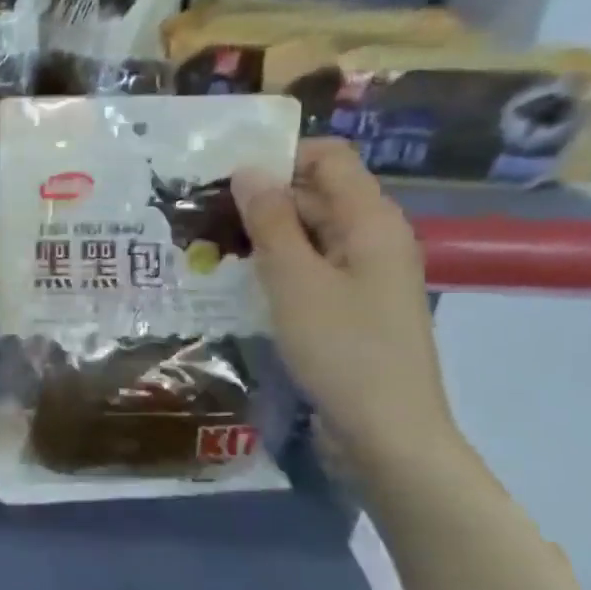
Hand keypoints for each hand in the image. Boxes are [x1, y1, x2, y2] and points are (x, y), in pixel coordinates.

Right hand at [232, 140, 457, 469]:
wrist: (387, 432)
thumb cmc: (343, 349)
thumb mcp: (295, 280)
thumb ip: (270, 221)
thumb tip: (248, 169)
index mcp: (372, 222)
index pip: (330, 158)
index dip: (280, 157)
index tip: (225, 176)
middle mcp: (375, 239)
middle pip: (318, 194)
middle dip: (263, 197)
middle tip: (202, 214)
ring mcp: (366, 275)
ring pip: (311, 234)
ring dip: (265, 234)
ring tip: (210, 245)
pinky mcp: (353, 306)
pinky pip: (313, 267)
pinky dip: (279, 265)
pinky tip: (240, 281)